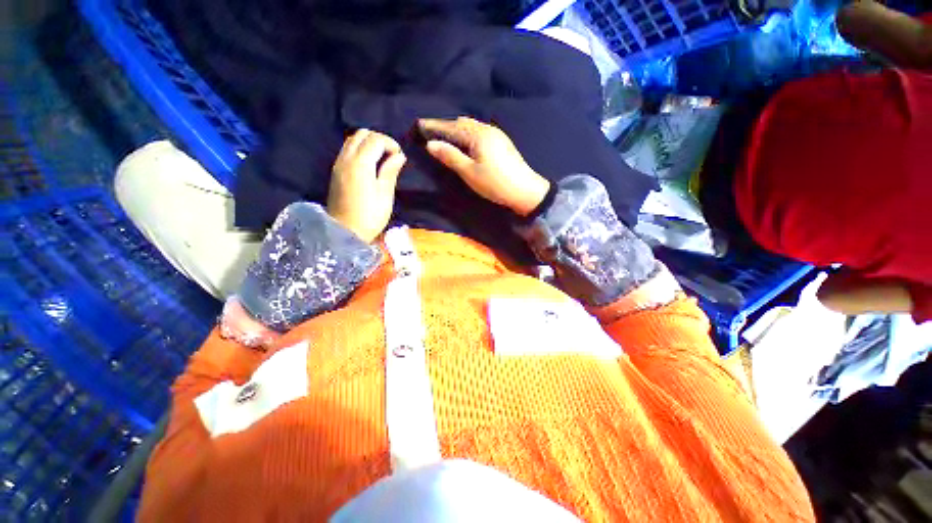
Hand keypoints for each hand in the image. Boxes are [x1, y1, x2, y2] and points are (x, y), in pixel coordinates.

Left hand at [328, 129, 405, 242]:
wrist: (344, 232)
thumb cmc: (369, 216)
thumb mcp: (385, 195)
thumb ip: (390, 172)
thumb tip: (399, 156)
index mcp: (360, 163)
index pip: (376, 139)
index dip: (391, 144)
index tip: (400, 158)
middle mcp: (346, 158)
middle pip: (362, 133)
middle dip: (379, 140)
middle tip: (391, 156)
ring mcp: (338, 163)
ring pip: (353, 140)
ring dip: (369, 143)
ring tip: (381, 160)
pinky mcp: (336, 171)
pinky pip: (348, 149)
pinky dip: (360, 150)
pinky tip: (370, 166)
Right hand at [419, 117, 550, 215]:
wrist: (525, 191)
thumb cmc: (495, 183)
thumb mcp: (469, 172)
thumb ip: (450, 156)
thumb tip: (431, 144)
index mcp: (477, 134)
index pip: (451, 126)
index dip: (434, 126)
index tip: (418, 125)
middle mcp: (487, 129)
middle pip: (461, 123)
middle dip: (445, 126)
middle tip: (431, 133)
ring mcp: (496, 134)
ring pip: (471, 127)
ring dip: (457, 130)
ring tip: (445, 138)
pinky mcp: (501, 142)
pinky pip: (479, 131)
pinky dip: (467, 134)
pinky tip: (465, 143)